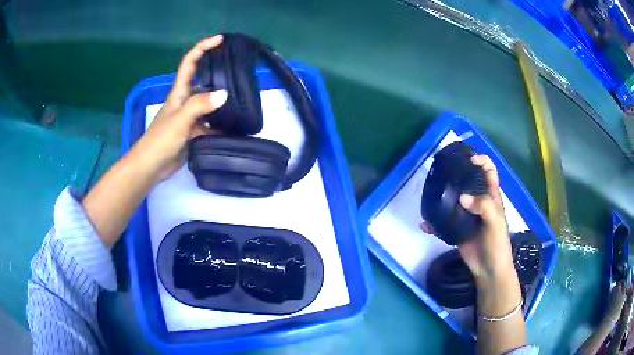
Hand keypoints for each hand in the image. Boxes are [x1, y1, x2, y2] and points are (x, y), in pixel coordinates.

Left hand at [128, 35, 227, 182]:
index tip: (220, 40)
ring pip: (208, 102)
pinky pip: (210, 122)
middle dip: (217, 70)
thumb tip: (224, 94)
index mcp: (179, 92)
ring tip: (243, 95)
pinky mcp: (193, 132)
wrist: (151, 167)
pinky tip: (234, 124)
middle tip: (239, 68)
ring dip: (221, 98)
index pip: (190, 63)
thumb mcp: (180, 120)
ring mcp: (189, 117)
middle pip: (202, 80)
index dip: (203, 48)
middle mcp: (185, 101)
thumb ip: (200, 105)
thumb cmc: (160, 140)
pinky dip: (220, 122)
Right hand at [420, 154, 513, 283]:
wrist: (488, 269)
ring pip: (454, 200)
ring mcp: (467, 216)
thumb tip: (462, 197)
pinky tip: (425, 224)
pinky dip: (434, 223)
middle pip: (469, 182)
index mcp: (491, 197)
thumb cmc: (497, 243)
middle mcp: (479, 203)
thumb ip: (484, 206)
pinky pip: (444, 222)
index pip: (489, 171)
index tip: (469, 159)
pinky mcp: (457, 229)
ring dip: (443, 196)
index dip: (482, 161)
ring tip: (430, 192)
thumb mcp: (495, 222)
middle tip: (443, 171)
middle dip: (458, 174)